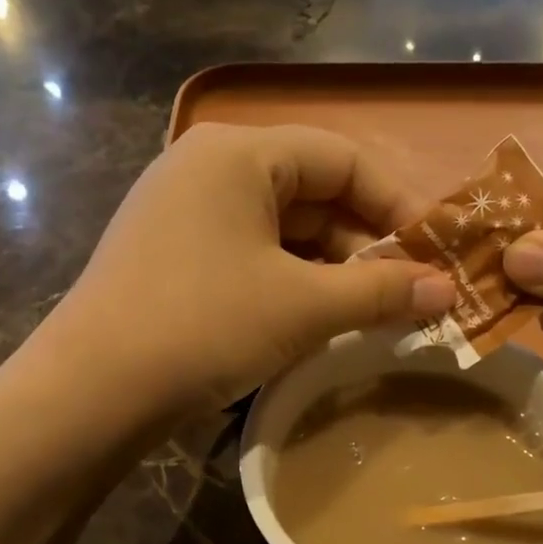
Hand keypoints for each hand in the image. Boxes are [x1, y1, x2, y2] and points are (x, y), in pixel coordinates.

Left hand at [49, 123, 455, 415]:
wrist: (93, 390)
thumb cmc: (205, 326)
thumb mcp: (303, 308)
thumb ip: (380, 292)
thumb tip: (448, 290)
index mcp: (239, 153)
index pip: (343, 158)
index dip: (396, 205)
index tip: (433, 254)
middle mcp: (206, 168)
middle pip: (310, 193)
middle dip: (363, 246)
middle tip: (406, 295)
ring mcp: (181, 213)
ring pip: (280, 231)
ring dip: (329, 270)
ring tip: (368, 315)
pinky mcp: (169, 257)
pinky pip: (247, 256)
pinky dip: (287, 283)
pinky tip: (312, 321)